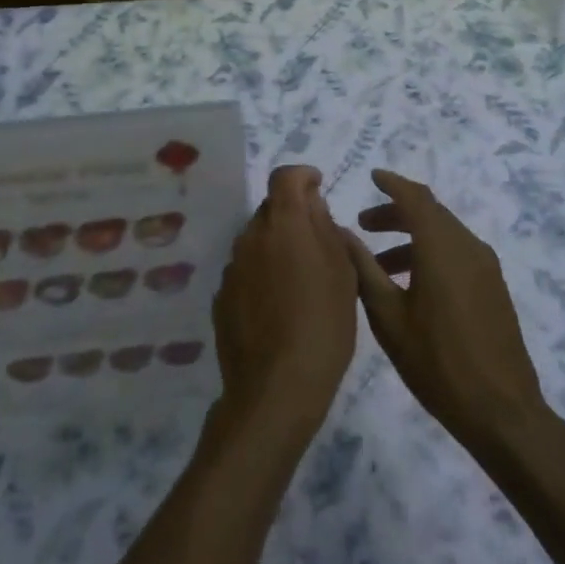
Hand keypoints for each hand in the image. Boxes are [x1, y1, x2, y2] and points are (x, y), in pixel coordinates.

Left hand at [210, 165, 357, 445]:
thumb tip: (312, 203)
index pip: (284, 176)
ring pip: (257, 241)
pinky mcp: (222, 296)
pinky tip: (278, 306)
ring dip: (277, 247)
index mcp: (283, 223)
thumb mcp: (342, 272)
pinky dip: (262, 275)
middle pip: (271, 209)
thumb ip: (325, 228)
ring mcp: (232, 266)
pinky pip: (246, 271)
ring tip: (300, 281)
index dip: (302, 176)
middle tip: (318, 243)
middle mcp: (251, 236)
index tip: (318, 186)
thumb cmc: (323, 325)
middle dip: (293, 215)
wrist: (276, 388)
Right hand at [341, 170, 546, 455]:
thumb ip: (363, 269)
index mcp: (442, 246)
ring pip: (444, 233)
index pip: (415, 197)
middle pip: (430, 212)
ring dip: (412, 236)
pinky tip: (411, 284)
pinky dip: (431, 253)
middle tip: (364, 226)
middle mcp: (468, 246)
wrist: (502, 412)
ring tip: (380, 263)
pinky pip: (457, 253)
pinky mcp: (493, 287)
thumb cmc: (437, 362)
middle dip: (396, 212)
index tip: (371, 176)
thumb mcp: (388, 317)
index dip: (391, 183)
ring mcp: (486, 267)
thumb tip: (341, 233)